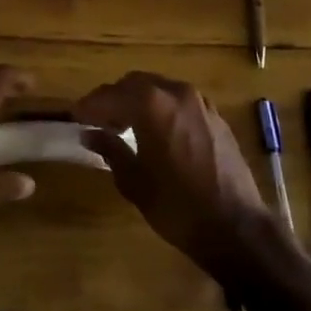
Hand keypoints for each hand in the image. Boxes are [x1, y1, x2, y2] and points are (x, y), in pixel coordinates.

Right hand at [74, 72, 274, 274]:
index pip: (110, 95)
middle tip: (98, 120)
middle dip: (114, 98)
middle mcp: (176, 93)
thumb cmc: (177, 206)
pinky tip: (156, 132)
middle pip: (135, 84)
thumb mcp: (134, 181)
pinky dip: (161, 108)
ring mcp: (200, 103)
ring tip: (125, 126)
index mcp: (152, 105)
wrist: (235, 226)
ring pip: (160, 89)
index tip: (75, 116)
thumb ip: (110, 150)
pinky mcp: (216, 117)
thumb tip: (89, 134)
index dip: (89, 105)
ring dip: (139, 101)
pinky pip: (180, 102)